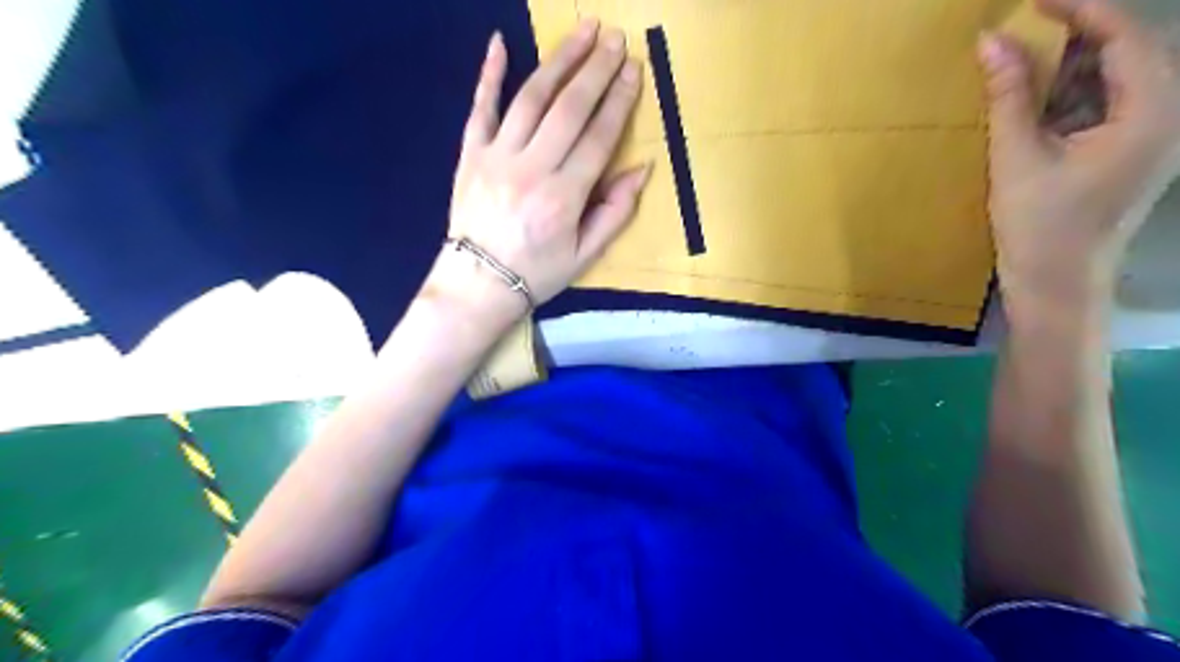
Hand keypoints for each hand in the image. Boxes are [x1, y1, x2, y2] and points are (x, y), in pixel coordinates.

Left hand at [420, 21, 648, 331]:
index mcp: (563, 198)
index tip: (634, 70)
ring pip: (531, 98)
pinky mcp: (470, 154)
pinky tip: (500, 42)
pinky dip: (488, 74)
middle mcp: (531, 169)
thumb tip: (642, 169)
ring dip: (559, 61)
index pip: (597, 137)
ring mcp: (496, 157)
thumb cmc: (537, 272)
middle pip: (568, 108)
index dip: (619, 101)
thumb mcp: (584, 255)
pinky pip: (480, 107)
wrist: (478, 284)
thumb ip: (614, 212)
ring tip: (582, 32)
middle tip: (615, 39)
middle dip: (596, 69)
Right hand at [978, 1, 1179, 305]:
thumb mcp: (1017, 158)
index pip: (1125, 36)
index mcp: (1152, 111)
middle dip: (1074, 37)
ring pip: (1112, 80)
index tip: (1032, 1)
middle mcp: (1164, 114)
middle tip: (1021, 30)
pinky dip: (1067, 98)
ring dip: (1067, 68)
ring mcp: (1147, 135)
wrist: (1057, 285)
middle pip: (1125, 53)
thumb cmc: (1040, 227)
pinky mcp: (1124, 152)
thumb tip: (990, 41)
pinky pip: (1102, 107)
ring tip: (1019, 63)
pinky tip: (1031, 103)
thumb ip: (1009, 96)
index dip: (1081, 9)